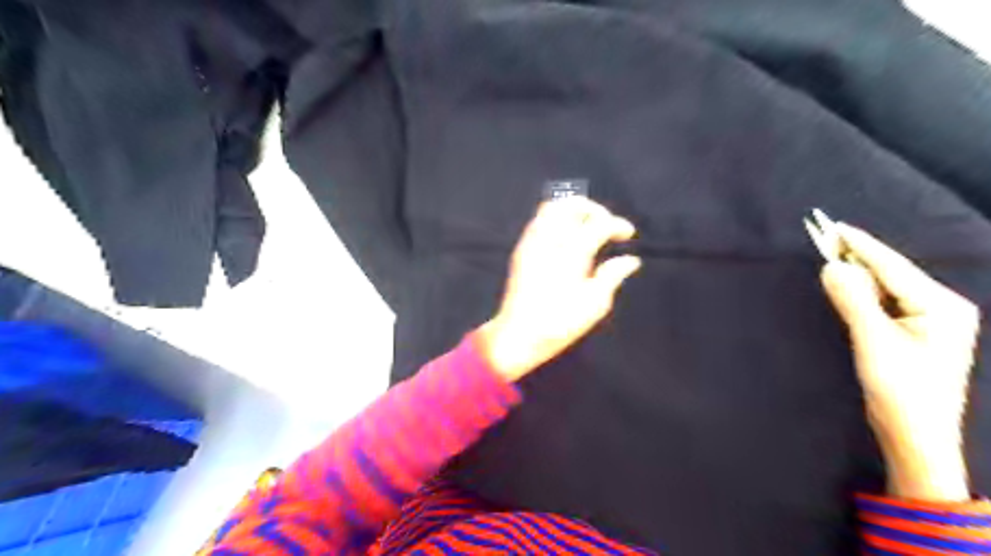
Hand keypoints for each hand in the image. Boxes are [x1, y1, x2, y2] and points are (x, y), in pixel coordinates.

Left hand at [480, 199, 642, 381]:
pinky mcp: (521, 250)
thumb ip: (612, 276)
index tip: (628, 234)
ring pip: (551, 208)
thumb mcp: (594, 305)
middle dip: (593, 209)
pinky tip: (567, 239)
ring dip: (573, 211)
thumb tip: (631, 260)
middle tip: (605, 224)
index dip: (617, 224)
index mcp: (570, 254)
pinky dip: (557, 220)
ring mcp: (531, 243)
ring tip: (587, 228)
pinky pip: (539, 221)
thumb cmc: (559, 324)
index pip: (598, 223)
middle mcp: (548, 241)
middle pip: (570, 204)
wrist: (517, 335)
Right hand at [817, 222, 977, 502]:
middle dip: (858, 259)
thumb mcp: (872, 340)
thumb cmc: (900, 389)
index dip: (861, 245)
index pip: (893, 266)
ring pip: (885, 289)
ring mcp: (930, 321)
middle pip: (891, 274)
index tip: (834, 226)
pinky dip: (862, 296)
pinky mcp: (915, 333)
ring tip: (831, 260)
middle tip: (826, 242)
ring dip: (858, 278)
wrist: (916, 435)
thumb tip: (830, 266)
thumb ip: (852, 299)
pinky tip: (847, 290)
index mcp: (942, 305)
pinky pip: (884, 303)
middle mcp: (942, 307)